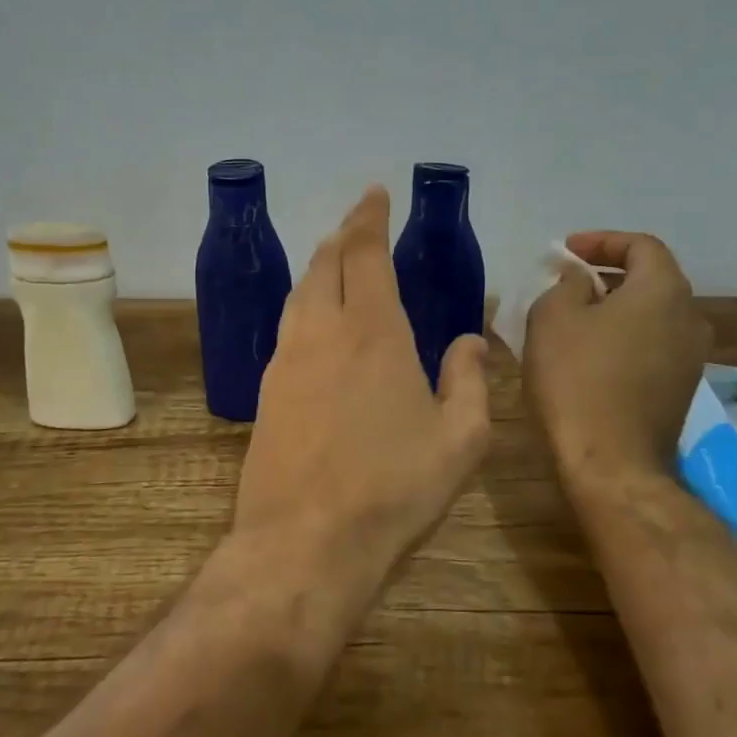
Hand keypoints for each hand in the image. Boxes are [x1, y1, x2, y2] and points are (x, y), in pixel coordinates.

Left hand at [233, 186, 490, 583]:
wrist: (305, 542)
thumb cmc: (393, 489)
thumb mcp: (460, 439)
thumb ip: (470, 379)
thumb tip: (470, 338)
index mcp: (373, 333)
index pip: (366, 255)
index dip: (370, 219)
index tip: (375, 194)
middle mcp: (322, 333)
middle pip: (325, 264)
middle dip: (342, 235)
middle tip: (358, 224)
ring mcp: (286, 361)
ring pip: (299, 294)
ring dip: (319, 268)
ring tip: (336, 264)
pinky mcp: (266, 393)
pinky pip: (287, 330)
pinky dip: (304, 308)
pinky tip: (316, 327)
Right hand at [523, 231, 711, 483]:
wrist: (612, 464)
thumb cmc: (577, 380)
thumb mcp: (552, 318)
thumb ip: (567, 284)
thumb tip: (581, 280)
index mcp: (664, 290)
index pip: (641, 245)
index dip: (601, 241)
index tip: (566, 250)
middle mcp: (690, 318)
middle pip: (651, 280)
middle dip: (608, 274)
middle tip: (568, 281)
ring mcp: (692, 359)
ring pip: (652, 317)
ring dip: (617, 310)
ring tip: (577, 319)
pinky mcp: (681, 392)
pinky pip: (652, 348)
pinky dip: (625, 339)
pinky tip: (592, 356)